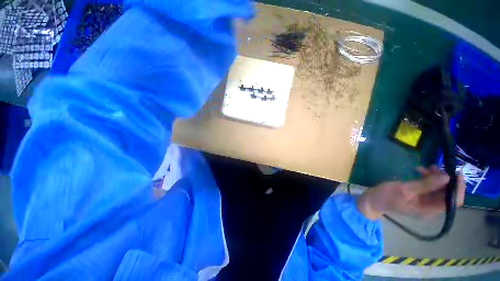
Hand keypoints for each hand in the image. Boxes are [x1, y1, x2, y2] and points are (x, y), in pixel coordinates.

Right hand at [356, 166, 465, 219]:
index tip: (456, 172)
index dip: (458, 188)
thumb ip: (426, 184)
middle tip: (436, 166)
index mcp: (429, 209)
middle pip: (447, 193)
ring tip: (426, 167)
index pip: (453, 201)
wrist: (372, 200)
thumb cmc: (387, 196)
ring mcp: (424, 201)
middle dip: (444, 179)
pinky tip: (419, 171)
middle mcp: (431, 206)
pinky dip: (427, 178)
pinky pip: (429, 186)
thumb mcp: (405, 189)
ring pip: (438, 188)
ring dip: (435, 177)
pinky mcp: (418, 195)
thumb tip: (447, 177)